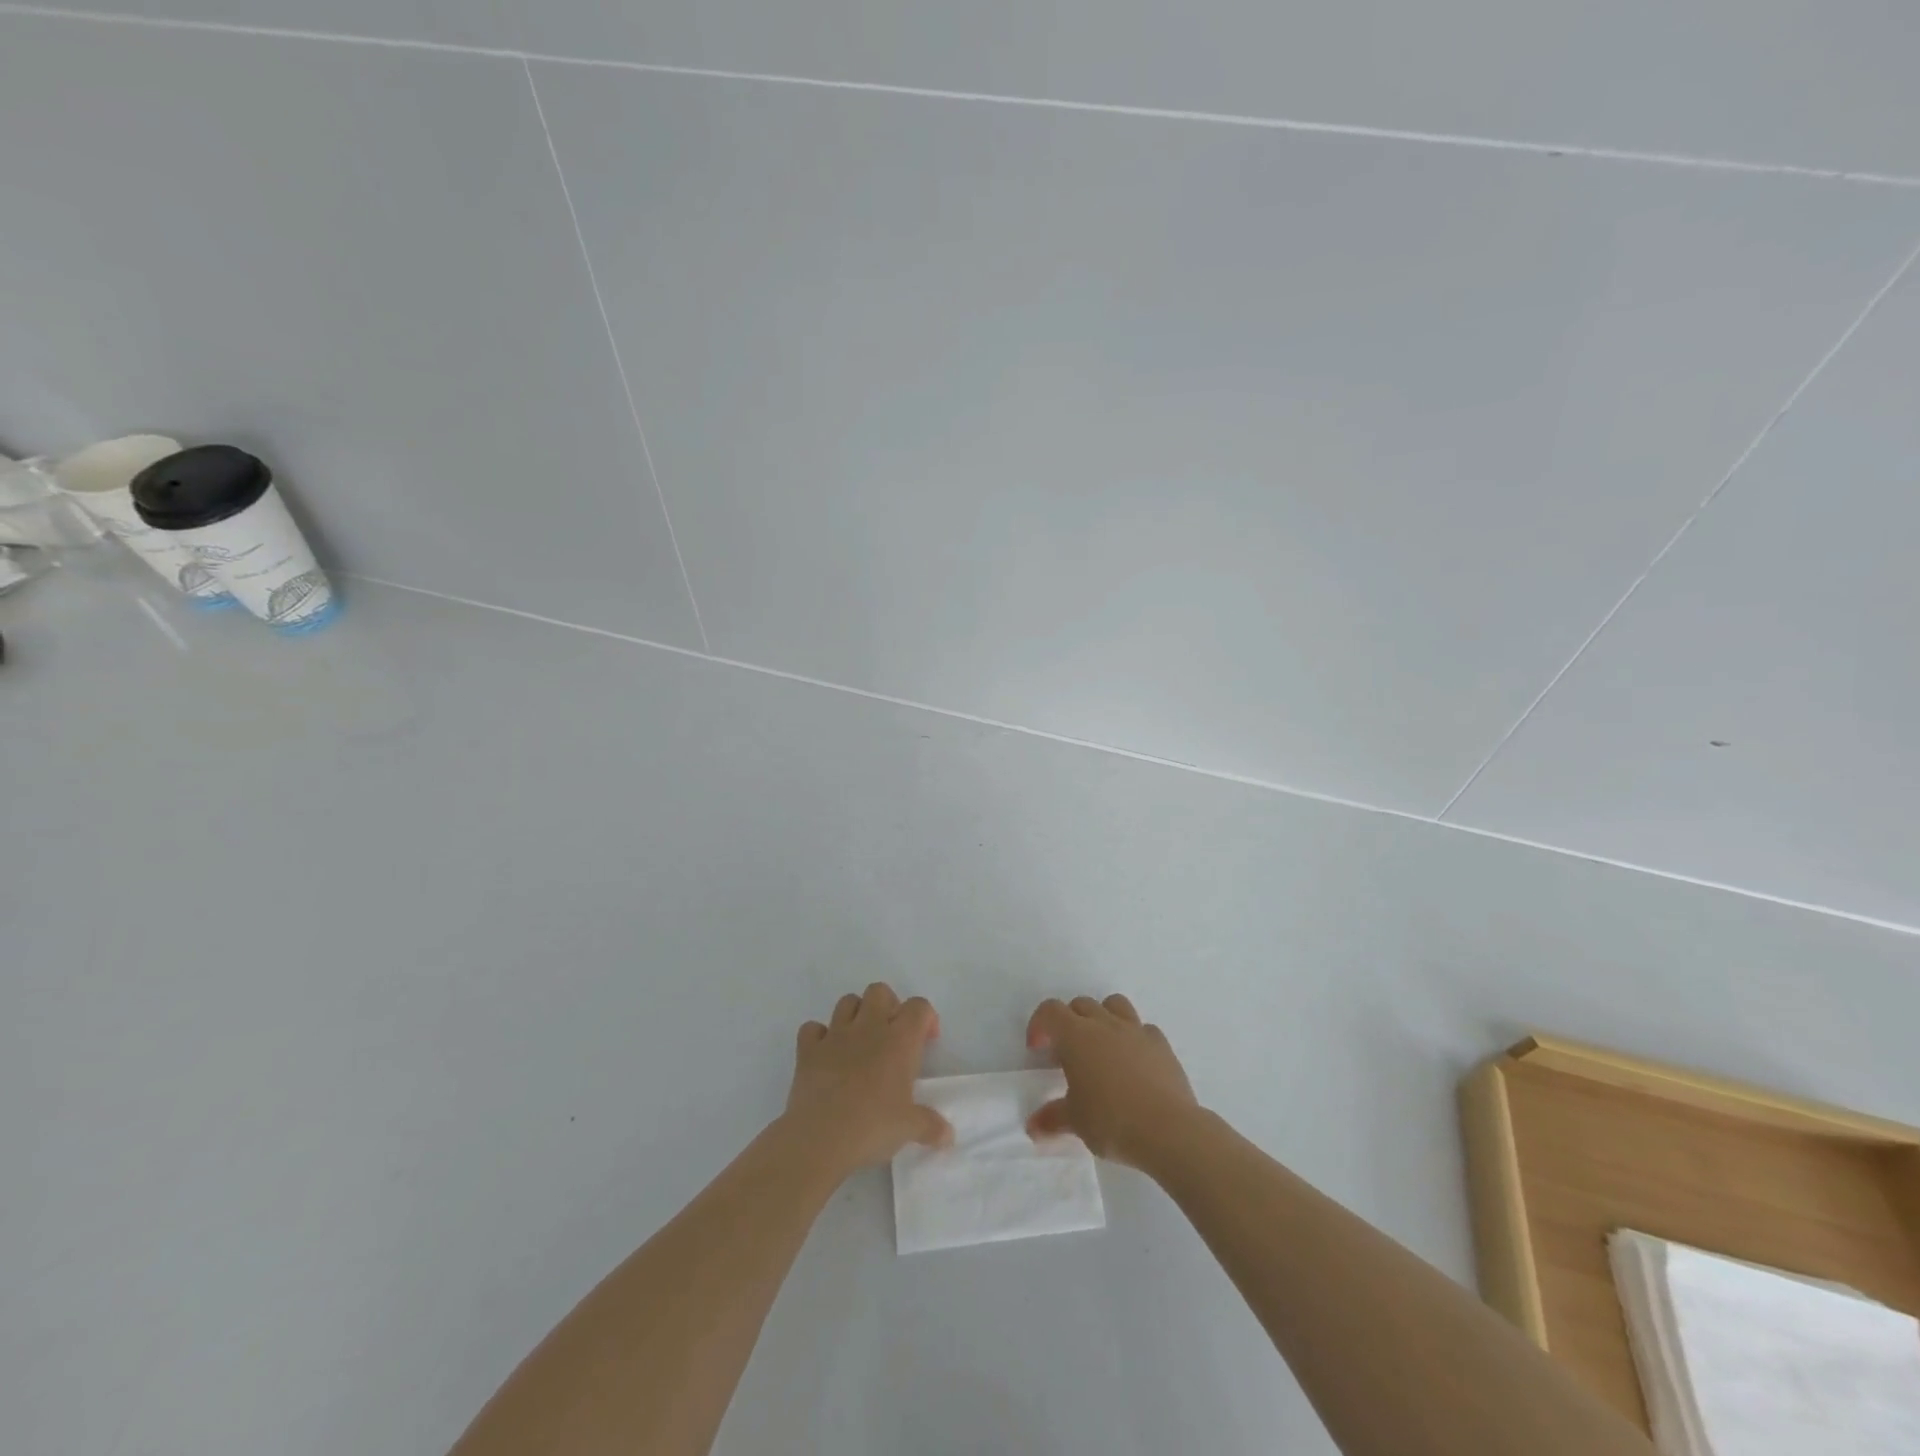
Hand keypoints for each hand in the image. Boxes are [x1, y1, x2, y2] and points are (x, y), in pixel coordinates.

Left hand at [783, 983, 951, 1178]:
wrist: (820, 1138)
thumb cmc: (872, 1127)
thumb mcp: (909, 1128)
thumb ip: (930, 1126)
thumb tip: (948, 1136)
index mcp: (899, 1040)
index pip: (919, 1007)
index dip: (926, 1018)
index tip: (926, 1041)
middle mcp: (868, 1028)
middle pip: (880, 991)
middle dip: (888, 1005)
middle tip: (892, 1036)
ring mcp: (835, 1035)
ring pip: (847, 1001)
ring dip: (855, 1015)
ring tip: (860, 1043)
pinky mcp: (808, 1050)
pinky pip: (812, 1029)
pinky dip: (819, 1036)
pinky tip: (825, 1055)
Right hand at [1026, 995, 1198, 1168]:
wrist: (1168, 1130)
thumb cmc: (1112, 1121)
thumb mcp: (1076, 1122)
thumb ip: (1053, 1118)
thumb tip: (1033, 1127)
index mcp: (1076, 1036)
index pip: (1050, 1011)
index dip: (1040, 1025)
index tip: (1038, 1050)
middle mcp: (1105, 1023)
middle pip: (1081, 1004)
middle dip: (1069, 1022)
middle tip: (1068, 1054)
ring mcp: (1136, 1030)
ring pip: (1114, 1004)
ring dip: (1103, 1017)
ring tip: (1102, 1048)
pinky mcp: (1162, 1044)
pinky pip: (1143, 1029)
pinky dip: (1134, 1038)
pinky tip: (1135, 1062)